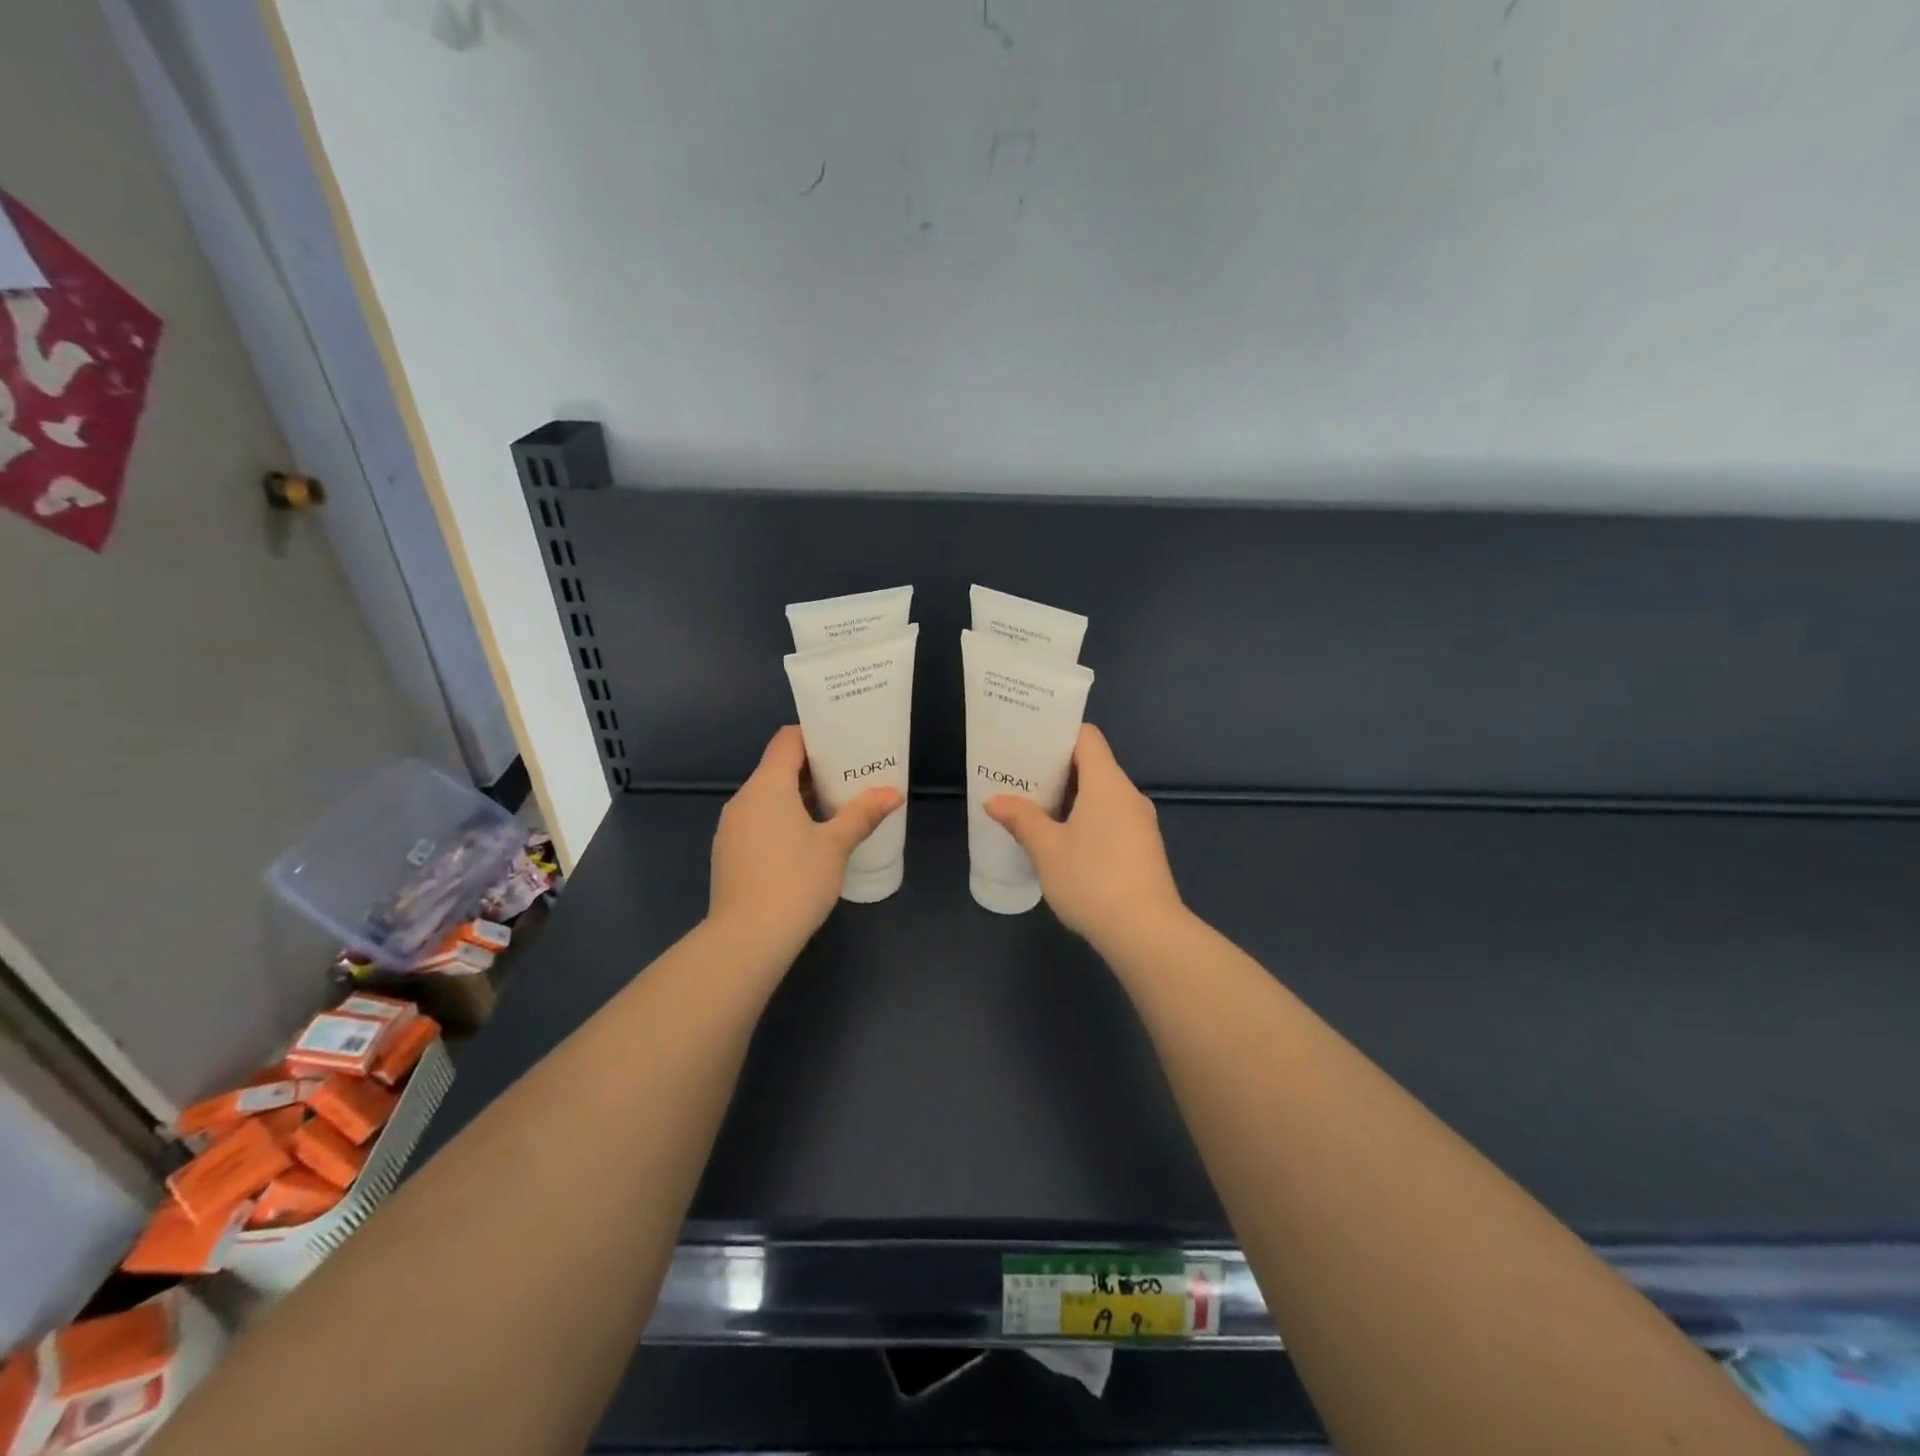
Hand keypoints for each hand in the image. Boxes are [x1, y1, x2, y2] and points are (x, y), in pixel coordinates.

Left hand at [709, 726, 902, 959]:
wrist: (747, 939)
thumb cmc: (796, 881)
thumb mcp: (836, 845)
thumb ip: (863, 814)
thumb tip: (893, 793)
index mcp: (767, 786)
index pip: (787, 740)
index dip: (815, 736)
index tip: (843, 744)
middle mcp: (743, 799)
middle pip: (778, 768)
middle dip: (813, 771)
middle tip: (849, 778)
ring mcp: (731, 828)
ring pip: (767, 797)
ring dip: (798, 798)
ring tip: (833, 810)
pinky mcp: (729, 853)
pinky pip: (758, 821)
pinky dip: (782, 820)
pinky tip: (806, 843)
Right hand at [986, 724, 1185, 952]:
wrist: (1146, 932)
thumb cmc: (1092, 880)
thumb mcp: (1047, 849)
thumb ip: (1021, 819)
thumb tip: (995, 800)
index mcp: (1107, 783)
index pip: (1086, 738)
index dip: (1057, 735)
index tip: (1028, 743)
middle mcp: (1128, 794)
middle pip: (1092, 765)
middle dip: (1055, 770)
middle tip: (1019, 778)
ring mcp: (1140, 823)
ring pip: (1101, 795)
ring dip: (1070, 798)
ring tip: (1033, 809)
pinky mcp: (1143, 848)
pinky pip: (1110, 818)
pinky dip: (1085, 819)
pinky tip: (1061, 842)